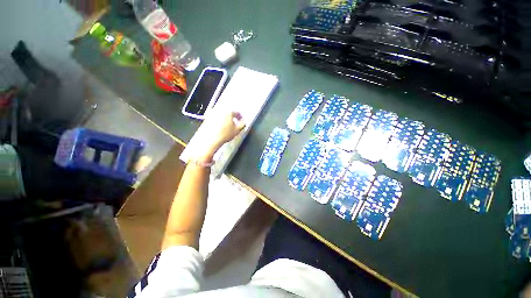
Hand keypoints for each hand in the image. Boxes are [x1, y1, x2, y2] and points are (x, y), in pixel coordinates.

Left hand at [211, 111, 245, 146]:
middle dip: (233, 118)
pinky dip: (219, 122)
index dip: (240, 117)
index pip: (237, 112)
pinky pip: (216, 118)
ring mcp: (213, 114)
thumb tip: (244, 122)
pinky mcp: (207, 118)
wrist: (211, 139)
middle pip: (229, 113)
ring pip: (222, 115)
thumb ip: (243, 124)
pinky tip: (221, 128)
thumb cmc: (224, 134)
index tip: (241, 121)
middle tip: (235, 124)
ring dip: (226, 119)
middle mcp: (220, 111)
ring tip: (228, 127)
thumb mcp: (237, 130)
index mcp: (229, 112)